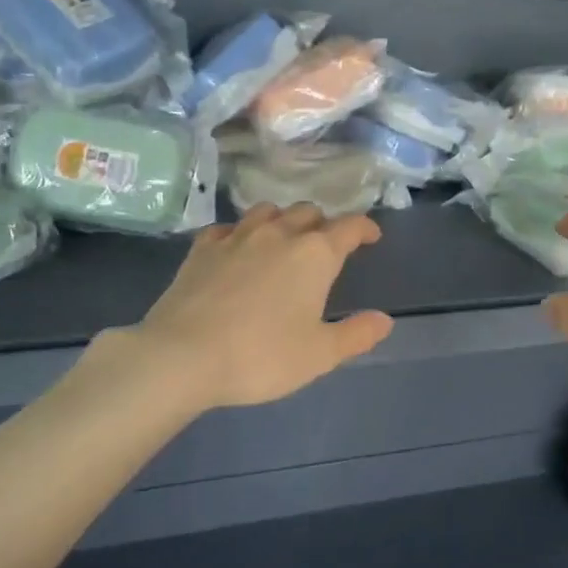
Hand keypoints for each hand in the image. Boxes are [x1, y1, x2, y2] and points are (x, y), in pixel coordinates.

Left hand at [124, 203, 393, 410]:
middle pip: (308, 212)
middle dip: (323, 225)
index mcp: (314, 255)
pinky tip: (237, 248)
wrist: (182, 356)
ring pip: (268, 211)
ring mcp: (236, 237)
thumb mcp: (320, 355)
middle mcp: (278, 234)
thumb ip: (356, 334)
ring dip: (283, 221)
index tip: (371, 237)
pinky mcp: (202, 249)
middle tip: (326, 247)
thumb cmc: (261, 356)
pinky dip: (241, 233)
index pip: (349, 227)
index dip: (365, 229)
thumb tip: (385, 320)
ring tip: (284, 240)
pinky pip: (228, 227)